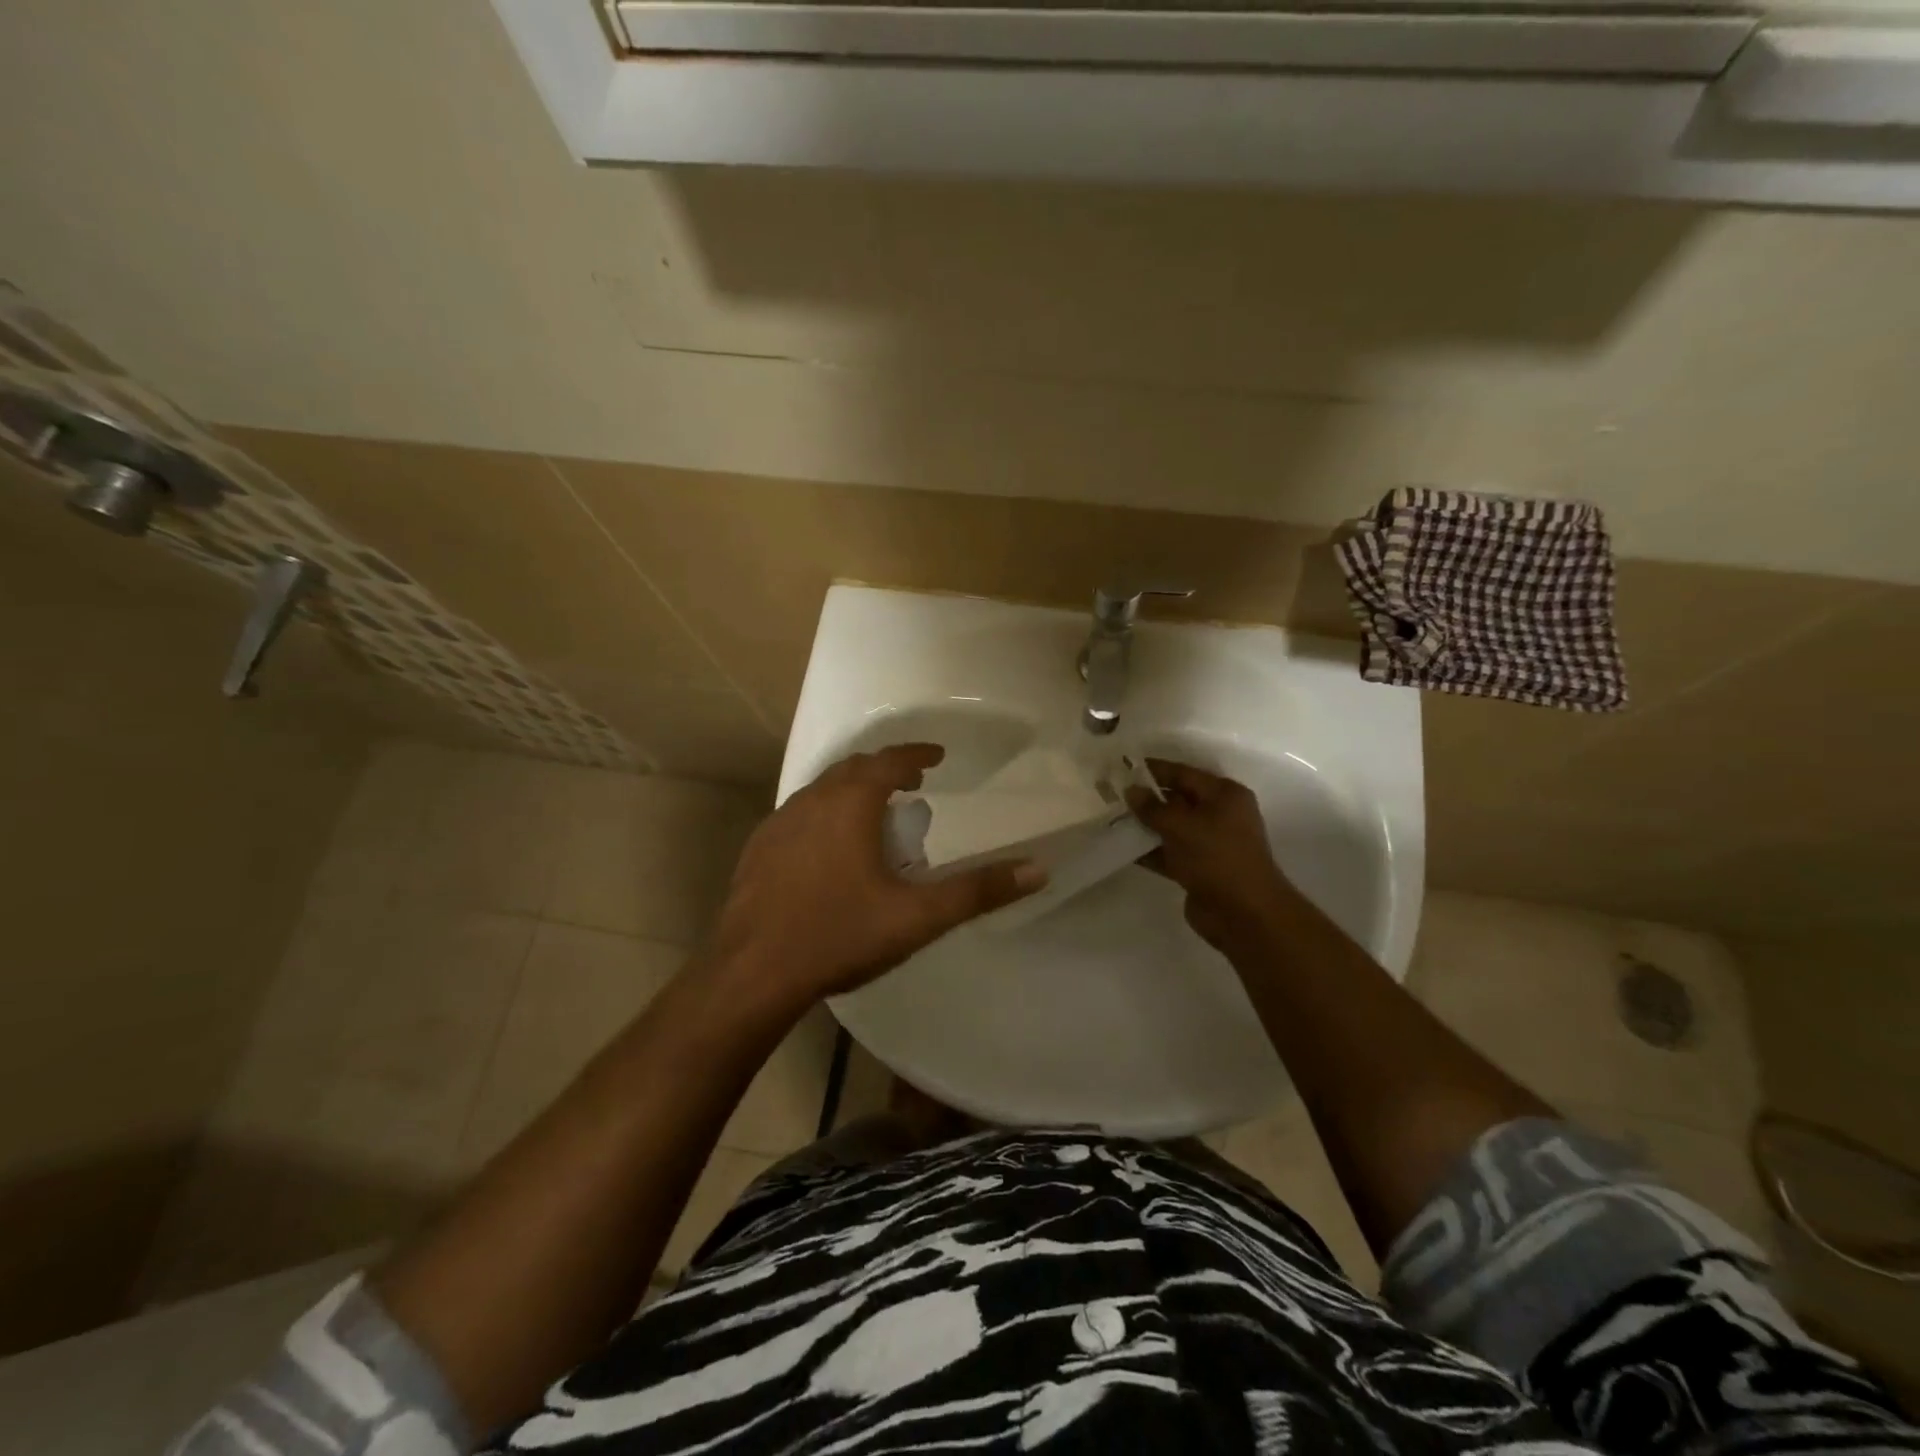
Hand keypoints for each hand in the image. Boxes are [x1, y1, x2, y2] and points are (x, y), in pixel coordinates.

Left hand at [703, 743, 1045, 1013]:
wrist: (752, 974)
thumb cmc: (839, 935)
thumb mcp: (917, 916)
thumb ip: (977, 891)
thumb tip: (1037, 869)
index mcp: (850, 804)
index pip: (889, 760)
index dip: (916, 754)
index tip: (937, 757)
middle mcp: (811, 800)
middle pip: (853, 768)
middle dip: (885, 769)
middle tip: (912, 783)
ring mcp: (778, 823)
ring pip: (822, 790)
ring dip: (852, 790)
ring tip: (874, 813)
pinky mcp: (758, 849)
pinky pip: (799, 815)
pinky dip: (824, 814)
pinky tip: (828, 848)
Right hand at [1128, 759, 1298, 953]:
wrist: (1244, 914)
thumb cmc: (1217, 857)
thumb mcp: (1181, 826)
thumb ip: (1153, 807)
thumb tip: (1131, 790)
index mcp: (1224, 795)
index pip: (1183, 774)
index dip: (1153, 770)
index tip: (1122, 767)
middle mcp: (1219, 815)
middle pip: (1177, 800)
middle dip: (1146, 798)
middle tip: (1111, 794)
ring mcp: (1209, 844)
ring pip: (1171, 828)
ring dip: (1145, 825)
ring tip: (1111, 819)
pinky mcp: (1199, 868)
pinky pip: (1169, 853)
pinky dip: (1149, 850)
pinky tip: (1122, 848)